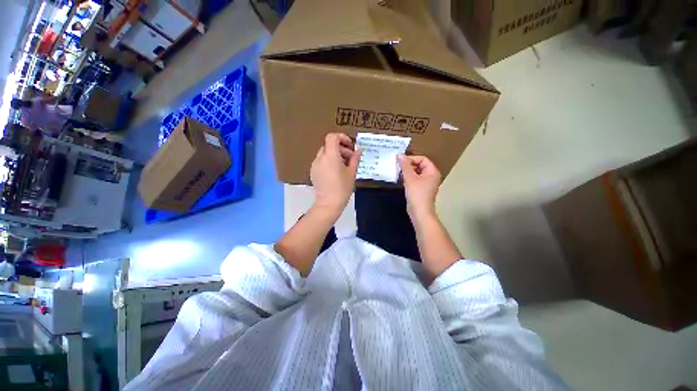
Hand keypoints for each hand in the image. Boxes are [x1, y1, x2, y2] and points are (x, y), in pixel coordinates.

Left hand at [311, 133, 361, 215]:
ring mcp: (315, 165)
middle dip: (340, 149)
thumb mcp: (352, 173)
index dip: (341, 137)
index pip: (332, 137)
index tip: (349, 145)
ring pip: (325, 153)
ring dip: (334, 155)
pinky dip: (328, 162)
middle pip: (329, 145)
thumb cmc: (342, 188)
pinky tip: (334, 173)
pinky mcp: (313, 172)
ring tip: (343, 166)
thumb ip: (355, 159)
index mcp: (330, 156)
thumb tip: (358, 150)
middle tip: (350, 158)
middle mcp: (320, 158)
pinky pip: (321, 161)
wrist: (329, 204)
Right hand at [398, 155, 441, 219]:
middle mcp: (431, 176)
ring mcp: (426, 183)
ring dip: (408, 171)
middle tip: (398, 166)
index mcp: (432, 171)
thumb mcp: (410, 178)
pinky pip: (415, 179)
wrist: (419, 212)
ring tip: (398, 172)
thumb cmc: (417, 194)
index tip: (400, 161)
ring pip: (416, 172)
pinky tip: (401, 179)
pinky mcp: (421, 189)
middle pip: (420, 165)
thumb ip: (405, 166)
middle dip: (409, 165)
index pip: (422, 159)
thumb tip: (400, 155)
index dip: (411, 158)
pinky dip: (408, 178)